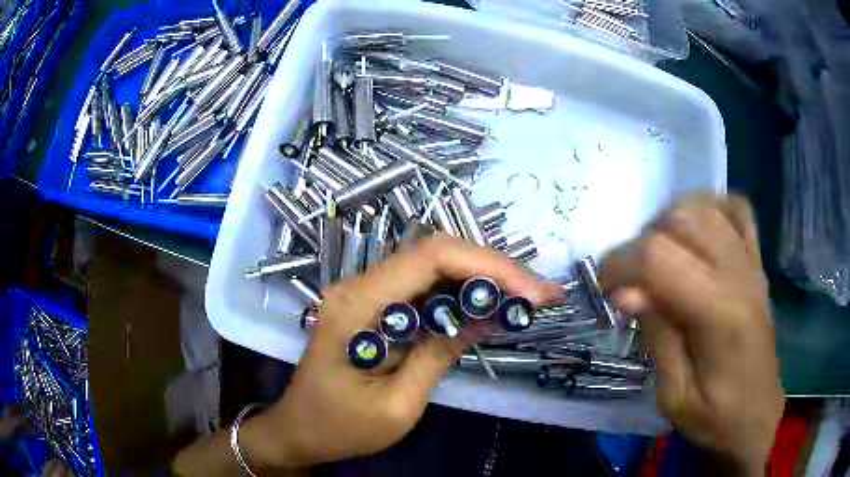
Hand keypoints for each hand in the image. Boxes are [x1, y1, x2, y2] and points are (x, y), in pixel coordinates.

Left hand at [247, 233, 560, 468]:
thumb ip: (438, 355)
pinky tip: (490, 305)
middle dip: (494, 268)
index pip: (430, 258)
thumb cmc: (339, 427)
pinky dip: (461, 292)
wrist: (299, 429)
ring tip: (527, 296)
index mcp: (357, 305)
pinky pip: (423, 287)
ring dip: (482, 277)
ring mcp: (365, 293)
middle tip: (540, 293)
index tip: (532, 293)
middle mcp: (359, 285)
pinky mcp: (374, 306)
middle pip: (435, 253)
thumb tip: (485, 317)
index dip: (488, 266)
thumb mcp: (396, 406)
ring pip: (433, 266)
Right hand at [599, 194, 783, 474]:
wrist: (756, 418)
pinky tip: (697, 230)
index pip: (659, 258)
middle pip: (680, 220)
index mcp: (719, 314)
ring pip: (705, 208)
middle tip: (631, 282)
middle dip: (641, 243)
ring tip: (658, 258)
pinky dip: (711, 208)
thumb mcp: (674, 396)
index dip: (619, 264)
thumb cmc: (715, 419)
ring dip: (670, 223)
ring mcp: (753, 264)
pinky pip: (737, 210)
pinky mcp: (758, 264)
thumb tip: (627, 293)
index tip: (604, 289)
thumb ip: (657, 337)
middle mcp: (739, 275)